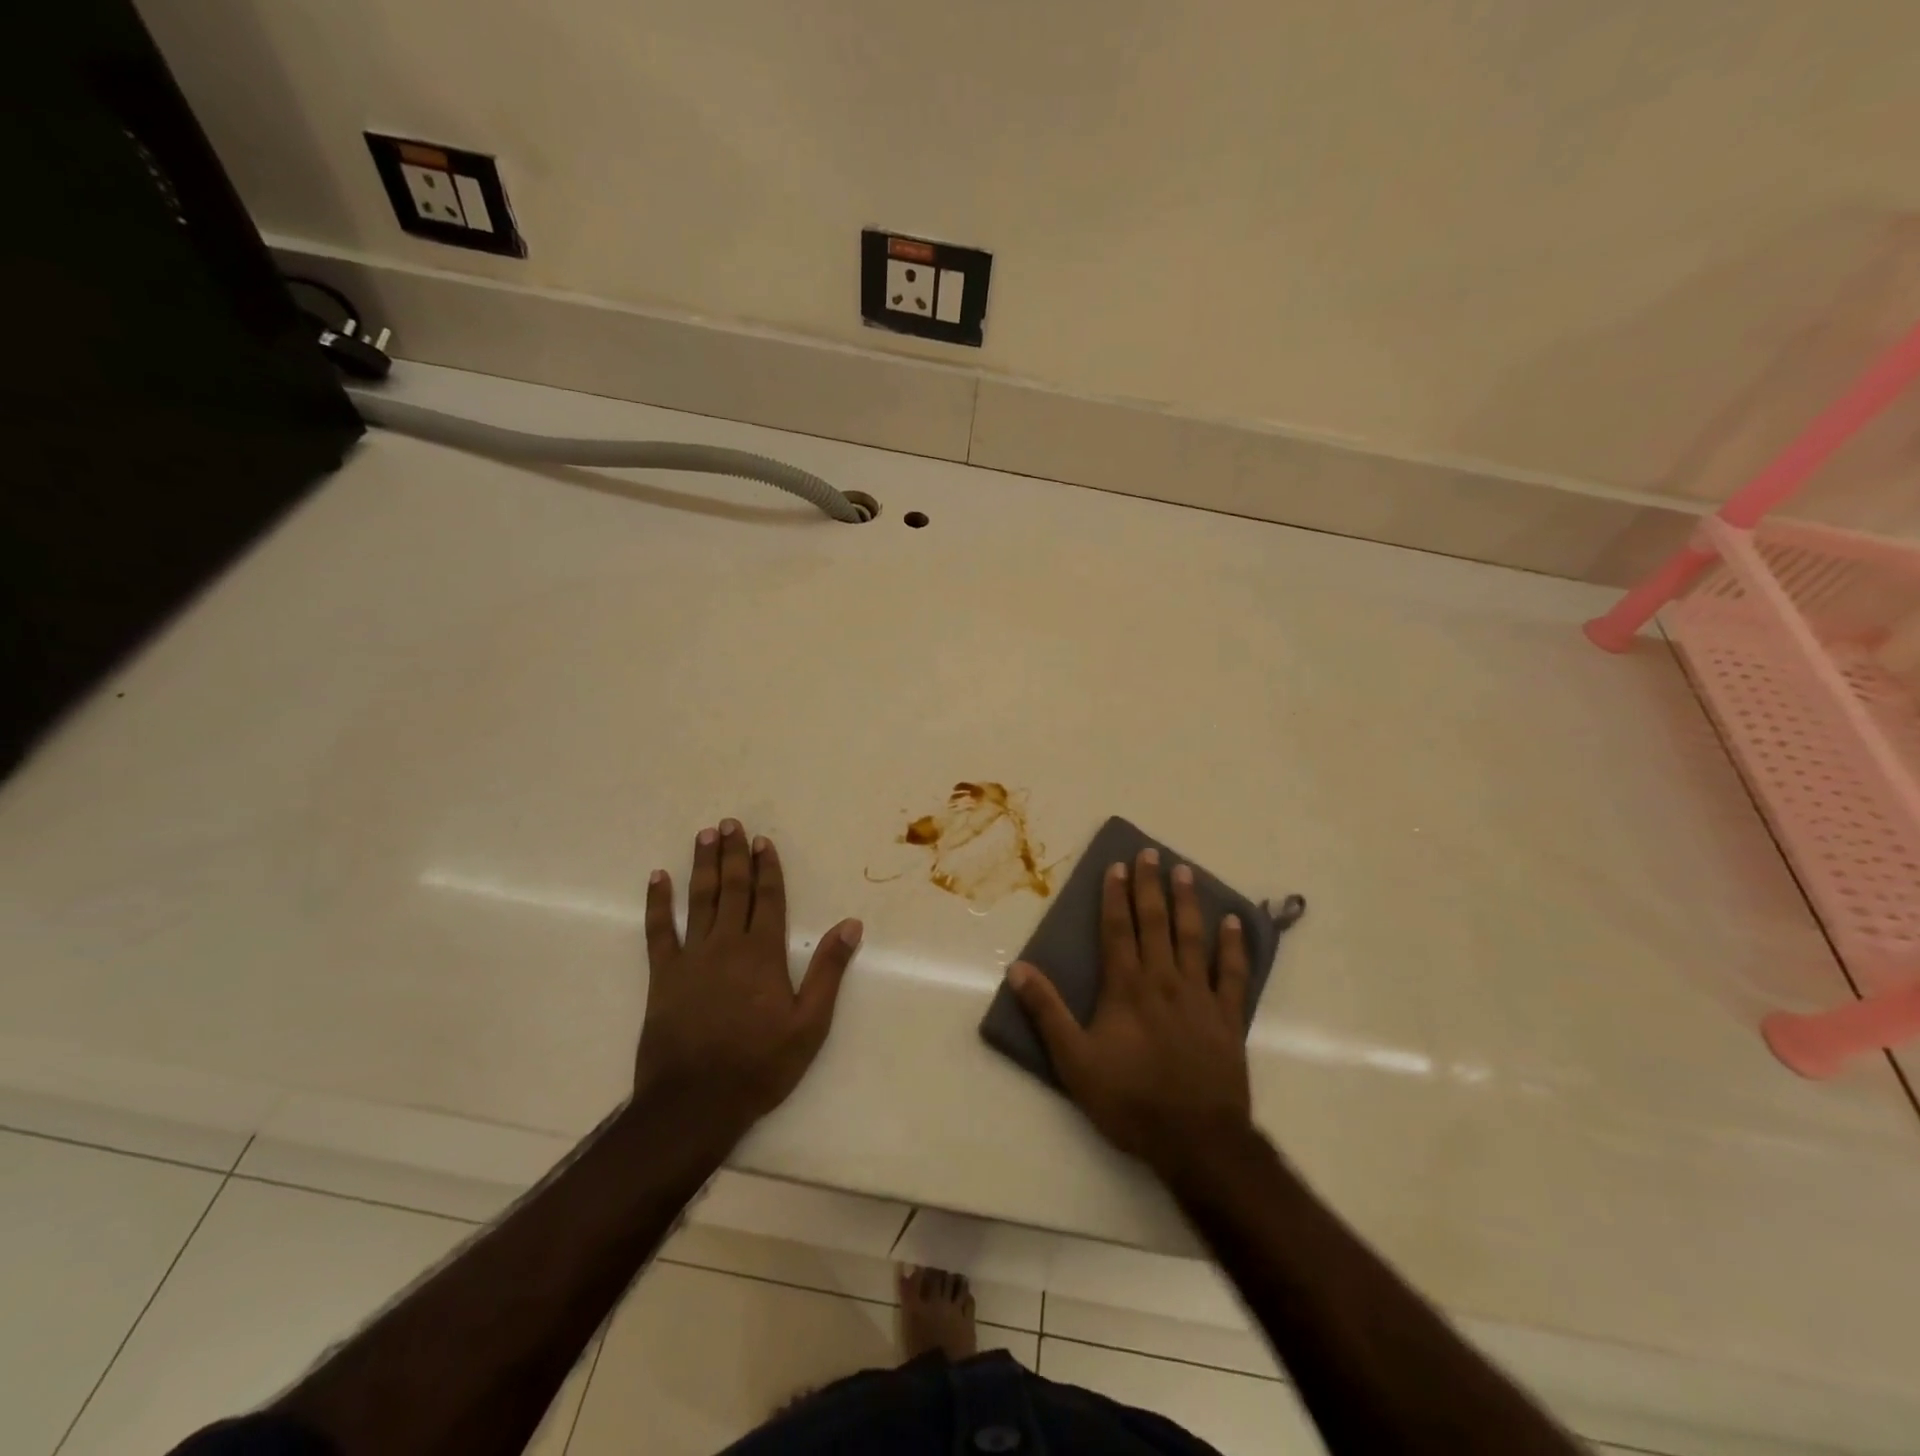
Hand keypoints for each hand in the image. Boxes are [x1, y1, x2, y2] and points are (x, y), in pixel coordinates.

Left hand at [636, 820, 862, 1139]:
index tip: (762, 841)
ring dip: (702, 866)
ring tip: (704, 836)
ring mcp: (691, 958)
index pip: (767, 899)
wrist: (694, 1103)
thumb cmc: (760, 1065)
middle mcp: (726, 945)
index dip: (767, 868)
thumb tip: (851, 925)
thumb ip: (828, 971)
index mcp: (763, 953)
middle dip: (734, 855)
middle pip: (732, 890)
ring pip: (699, 901)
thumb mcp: (810, 1024)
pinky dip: (657, 903)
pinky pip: (658, 931)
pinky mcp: (662, 976)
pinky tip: (657, 879)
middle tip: (730, 823)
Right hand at [1007, 848, 1254, 1182]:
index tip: (1117, 865)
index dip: (1116, 896)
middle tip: (1151, 853)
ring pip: (1193, 938)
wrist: (1196, 1141)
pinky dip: (1235, 946)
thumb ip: (1047, 1012)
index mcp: (1126, 988)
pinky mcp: (1228, 1018)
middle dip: (1150, 886)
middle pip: (1155, 923)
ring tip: (1185, 872)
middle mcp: (1163, 980)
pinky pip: (1233, 973)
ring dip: (1188, 903)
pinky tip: (1234, 922)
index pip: (1118, 929)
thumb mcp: (1074, 1061)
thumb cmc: (1130, 1101)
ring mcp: (1200, 996)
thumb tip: (1017, 968)